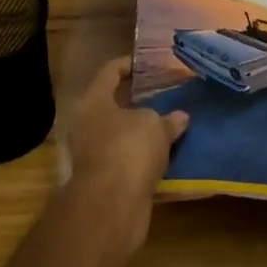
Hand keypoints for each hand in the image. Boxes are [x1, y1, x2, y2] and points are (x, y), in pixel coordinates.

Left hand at [47, 57, 189, 266]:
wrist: (112, 204)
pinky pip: (128, 160)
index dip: (128, 64)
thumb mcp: (155, 125)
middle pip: (113, 106)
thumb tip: (179, 117)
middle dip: (138, 102)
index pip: (109, 72)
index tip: (146, 62)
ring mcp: (93, 154)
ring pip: (121, 135)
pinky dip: (144, 157)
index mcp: (94, 101)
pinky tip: (167, 155)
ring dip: (142, 133)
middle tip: (165, 95)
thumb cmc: (129, 148)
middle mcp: (87, 125)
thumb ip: (167, 119)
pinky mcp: (105, 180)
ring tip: (171, 125)